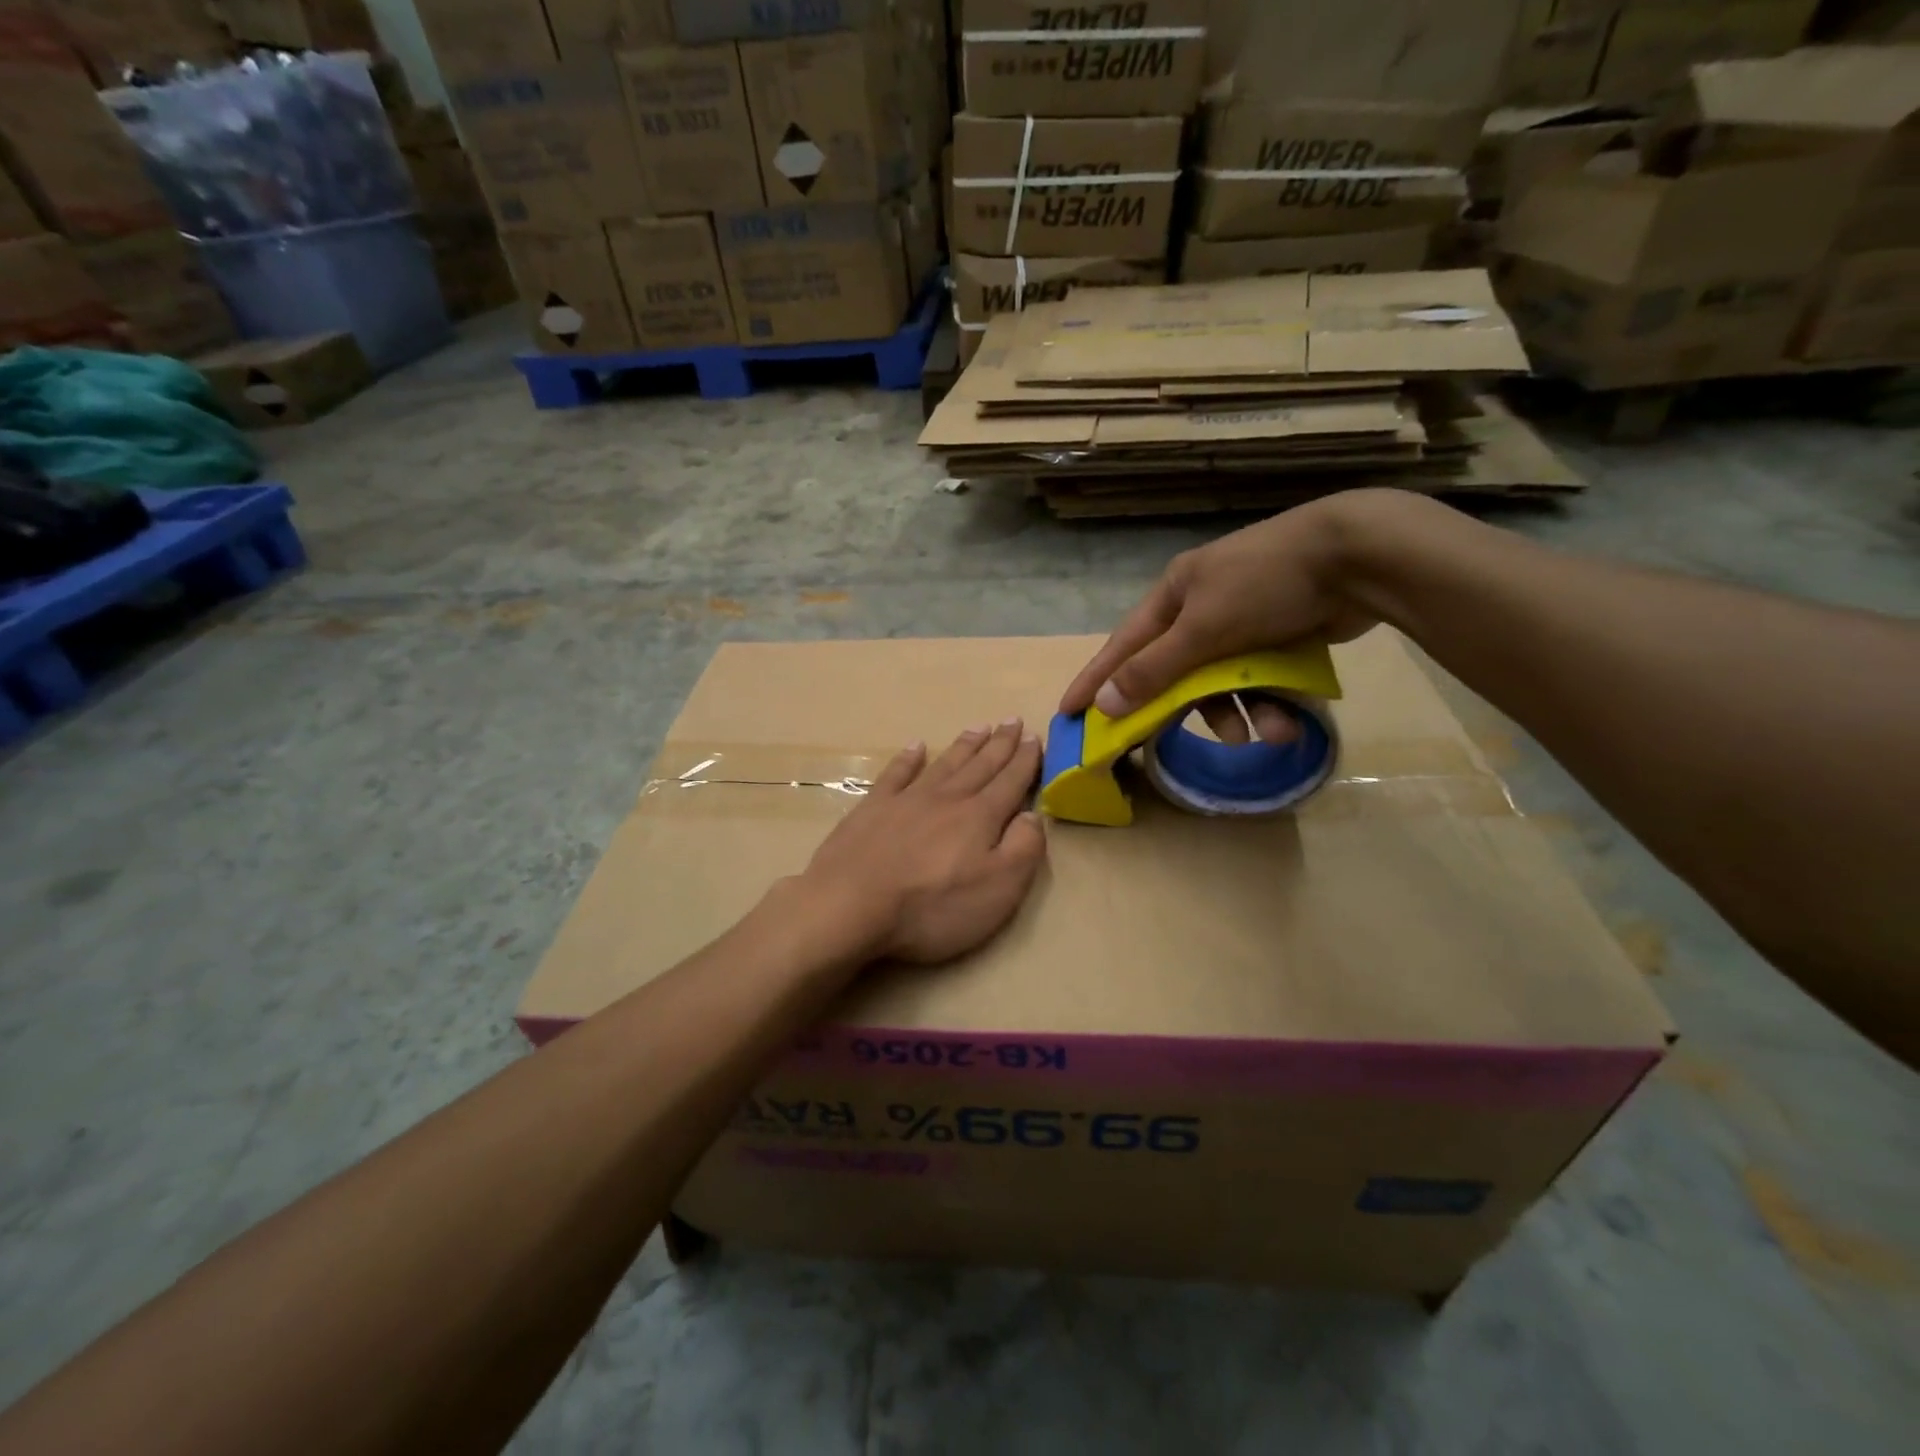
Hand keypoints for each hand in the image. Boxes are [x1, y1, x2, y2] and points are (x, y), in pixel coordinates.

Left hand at [798, 720, 1045, 965]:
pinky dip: (907, 759)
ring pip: (943, 764)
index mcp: (980, 818)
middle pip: (980, 766)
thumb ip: (1023, 849)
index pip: (1010, 782)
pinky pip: (896, 774)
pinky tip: (916, 746)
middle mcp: (947, 799)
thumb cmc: (932, 906)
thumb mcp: (998, 889)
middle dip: (1000, 744)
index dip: (1025, 761)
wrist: (852, 905)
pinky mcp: (872, 808)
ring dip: (964, 746)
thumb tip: (1033, 815)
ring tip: (978, 727)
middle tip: (1012, 720)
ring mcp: (906, 800)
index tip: (1035, 737)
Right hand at [1059, 492, 1399, 744]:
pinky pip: (1259, 680)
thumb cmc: (1265, 584)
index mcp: (1174, 595)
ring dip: (1243, 712)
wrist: (1359, 556)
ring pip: (1224, 682)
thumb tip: (1106, 703)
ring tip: (1271, 734)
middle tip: (1165, 744)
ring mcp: (1242, 622)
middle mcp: (1202, 608)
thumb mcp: (1203, 628)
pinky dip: (1271, 702)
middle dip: (1186, 709)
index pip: (1123, 646)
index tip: (1070, 711)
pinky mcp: (1279, 636)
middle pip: (1175, 672)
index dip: (1096, 679)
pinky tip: (1291, 721)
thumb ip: (1154, 669)